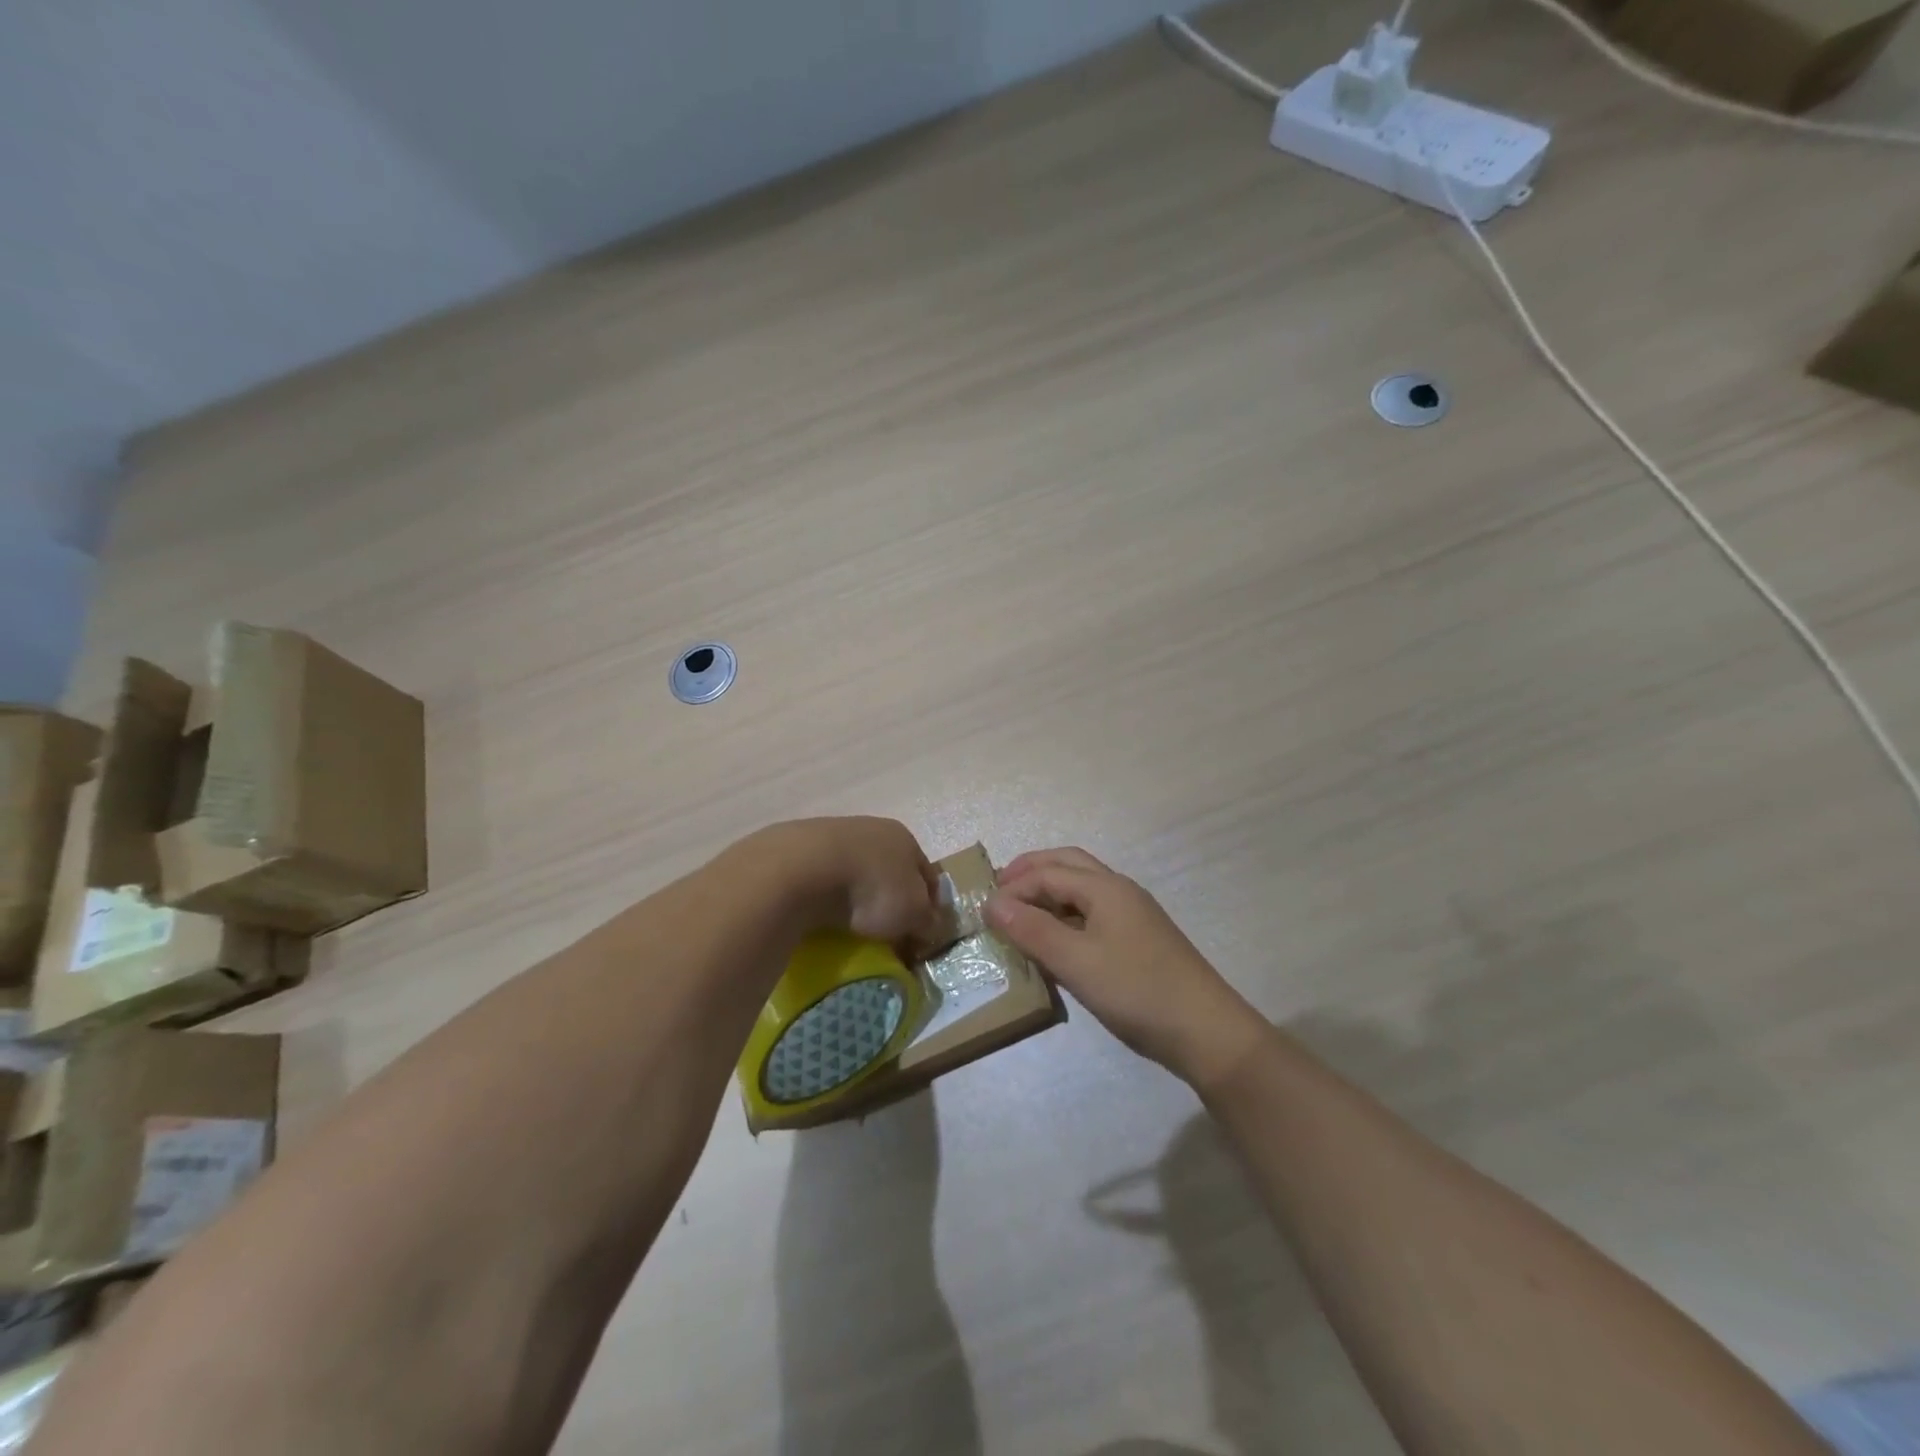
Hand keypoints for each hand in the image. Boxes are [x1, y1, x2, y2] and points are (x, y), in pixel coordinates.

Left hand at [749, 817, 944, 953]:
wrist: (803, 870)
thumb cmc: (871, 888)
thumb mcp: (913, 912)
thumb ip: (928, 920)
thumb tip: (931, 927)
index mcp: (905, 838)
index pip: (927, 874)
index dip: (929, 905)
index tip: (921, 933)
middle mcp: (872, 828)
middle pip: (889, 869)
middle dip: (890, 898)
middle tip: (886, 932)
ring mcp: (832, 834)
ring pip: (854, 871)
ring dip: (855, 895)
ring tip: (850, 927)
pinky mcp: (799, 848)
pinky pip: (823, 878)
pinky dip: (826, 895)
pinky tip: (821, 915)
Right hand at [986, 847, 1264, 1089]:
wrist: (1206, 1032)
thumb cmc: (1136, 991)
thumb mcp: (1076, 962)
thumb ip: (1032, 930)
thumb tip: (991, 903)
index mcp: (1105, 888)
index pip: (1047, 873)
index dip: (1013, 888)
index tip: (982, 912)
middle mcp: (1119, 891)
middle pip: (1068, 865)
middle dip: (1031, 871)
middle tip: (999, 890)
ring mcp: (1133, 915)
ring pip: (1082, 887)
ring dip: (1049, 890)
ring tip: (1020, 912)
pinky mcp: (1139, 939)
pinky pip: (1093, 912)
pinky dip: (1065, 913)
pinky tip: (1055, 940)